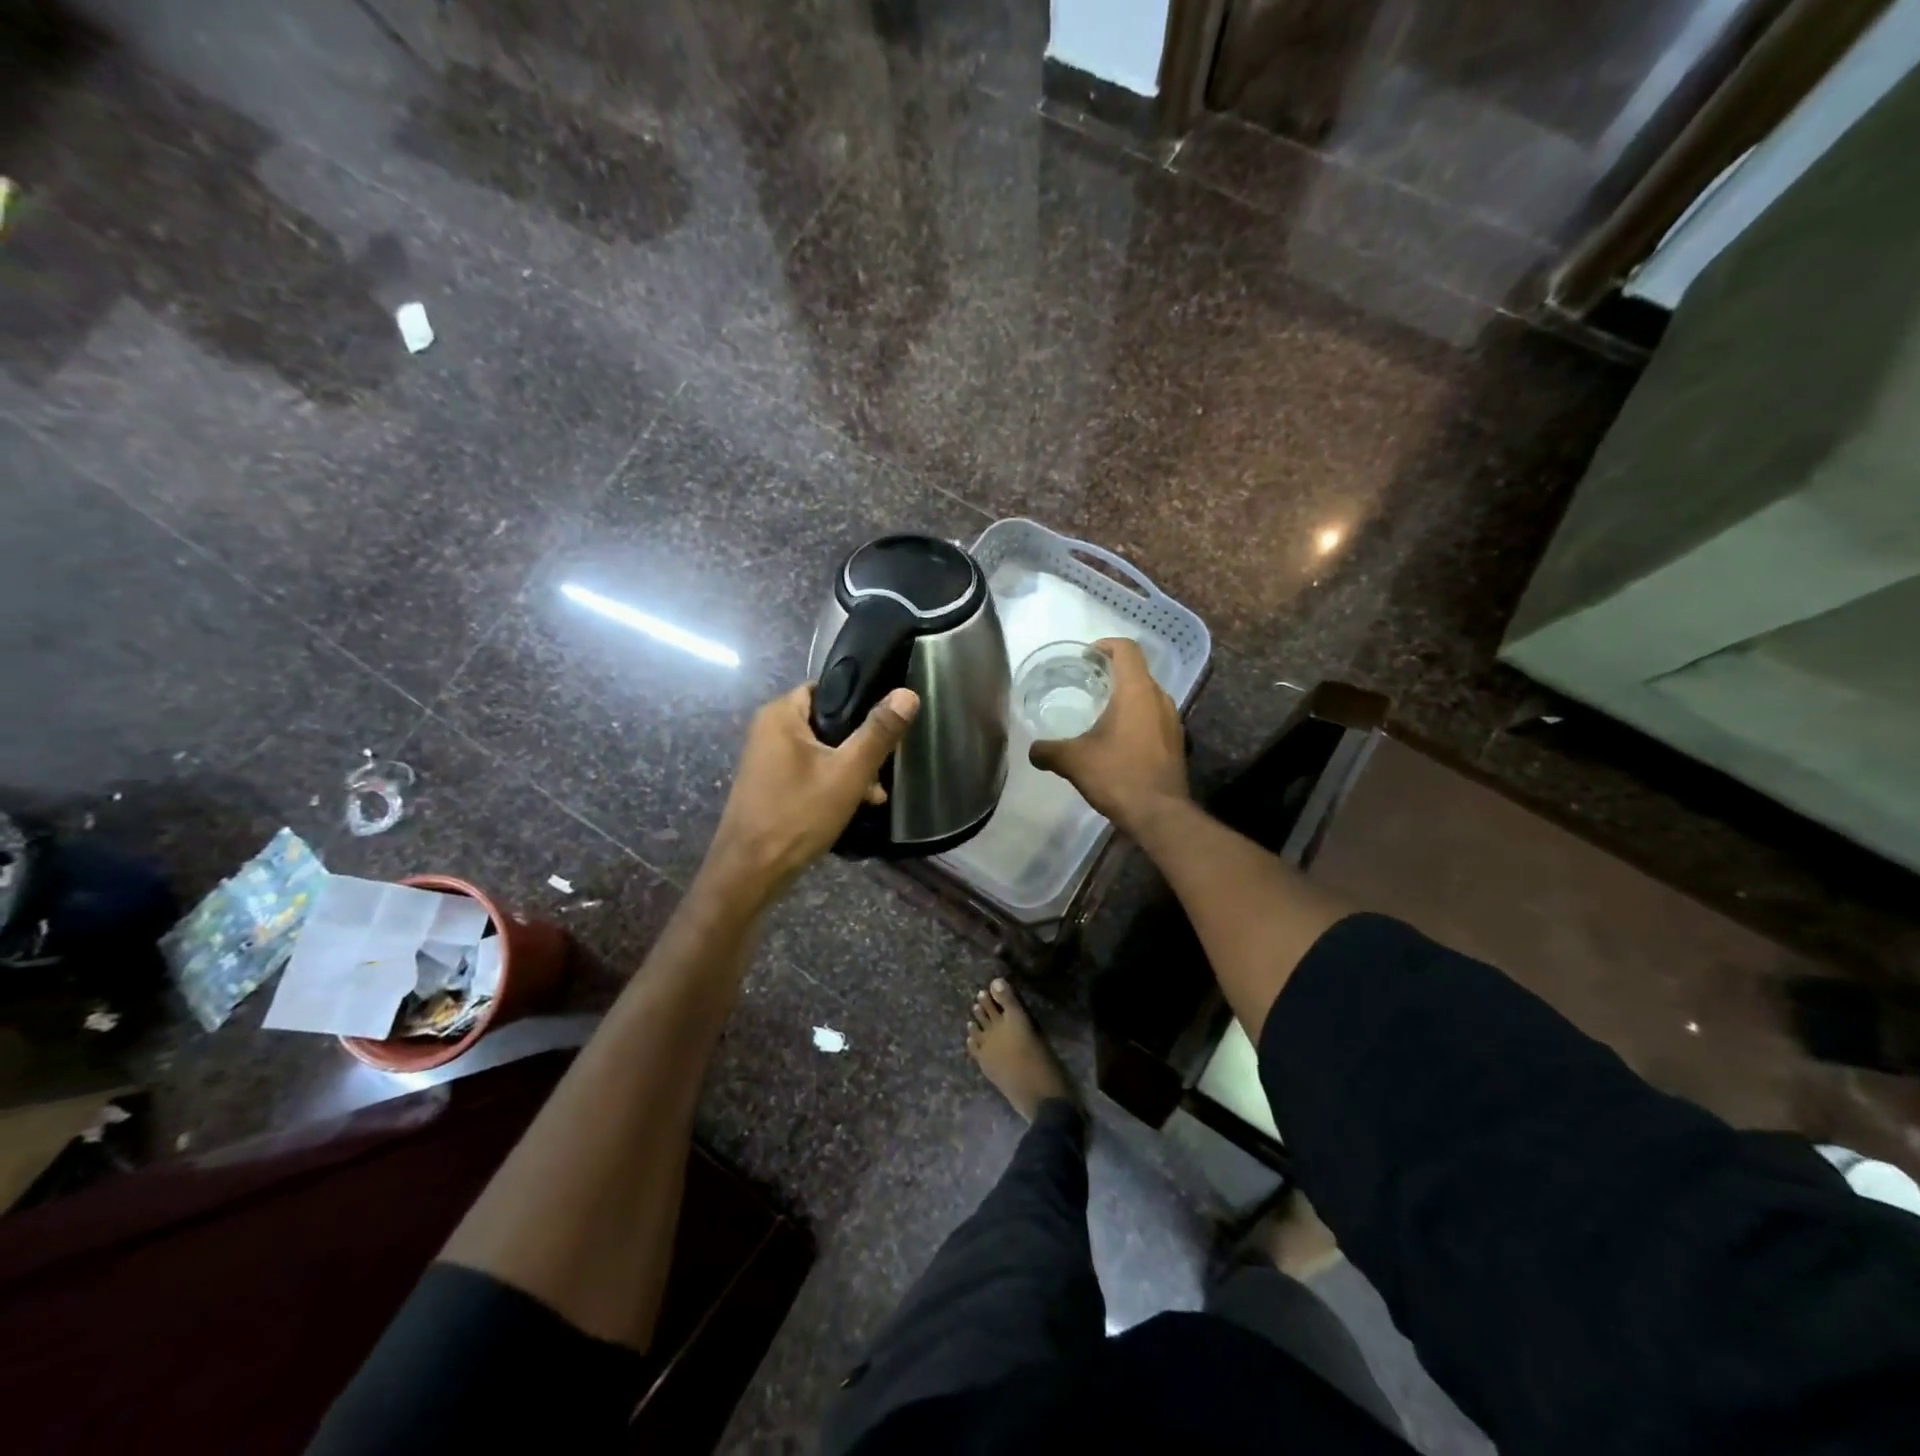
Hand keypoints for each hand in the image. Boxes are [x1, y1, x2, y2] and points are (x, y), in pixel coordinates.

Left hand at [703, 682, 918, 907]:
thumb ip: (878, 732)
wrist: (750, 872)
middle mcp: (768, 730)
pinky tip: (854, 806)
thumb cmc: (798, 814)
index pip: (827, 688)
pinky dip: (831, 783)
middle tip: (883, 768)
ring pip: (821, 751)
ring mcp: (767, 759)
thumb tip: (908, 694)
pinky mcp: (770, 785)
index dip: (860, 701)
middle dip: (859, 745)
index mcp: (781, 714)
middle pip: (827, 722)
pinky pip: (808, 772)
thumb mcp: (848, 772)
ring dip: (849, 769)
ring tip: (874, 795)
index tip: (886, 723)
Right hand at [1029, 638, 1186, 835]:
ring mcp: (1172, 720)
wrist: (1159, 814)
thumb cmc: (1117, 776)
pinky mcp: (1176, 741)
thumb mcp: (1073, 761)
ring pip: (1147, 695)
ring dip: (1125, 697)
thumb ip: (1048, 751)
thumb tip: (1032, 751)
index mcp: (1136, 691)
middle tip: (1086, 684)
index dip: (1105, 645)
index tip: (1086, 657)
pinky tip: (1117, 739)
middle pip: (1137, 671)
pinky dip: (1136, 718)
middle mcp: (1160, 698)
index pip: (1126, 649)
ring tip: (1099, 712)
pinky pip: (1154, 717)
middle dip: (1112, 673)